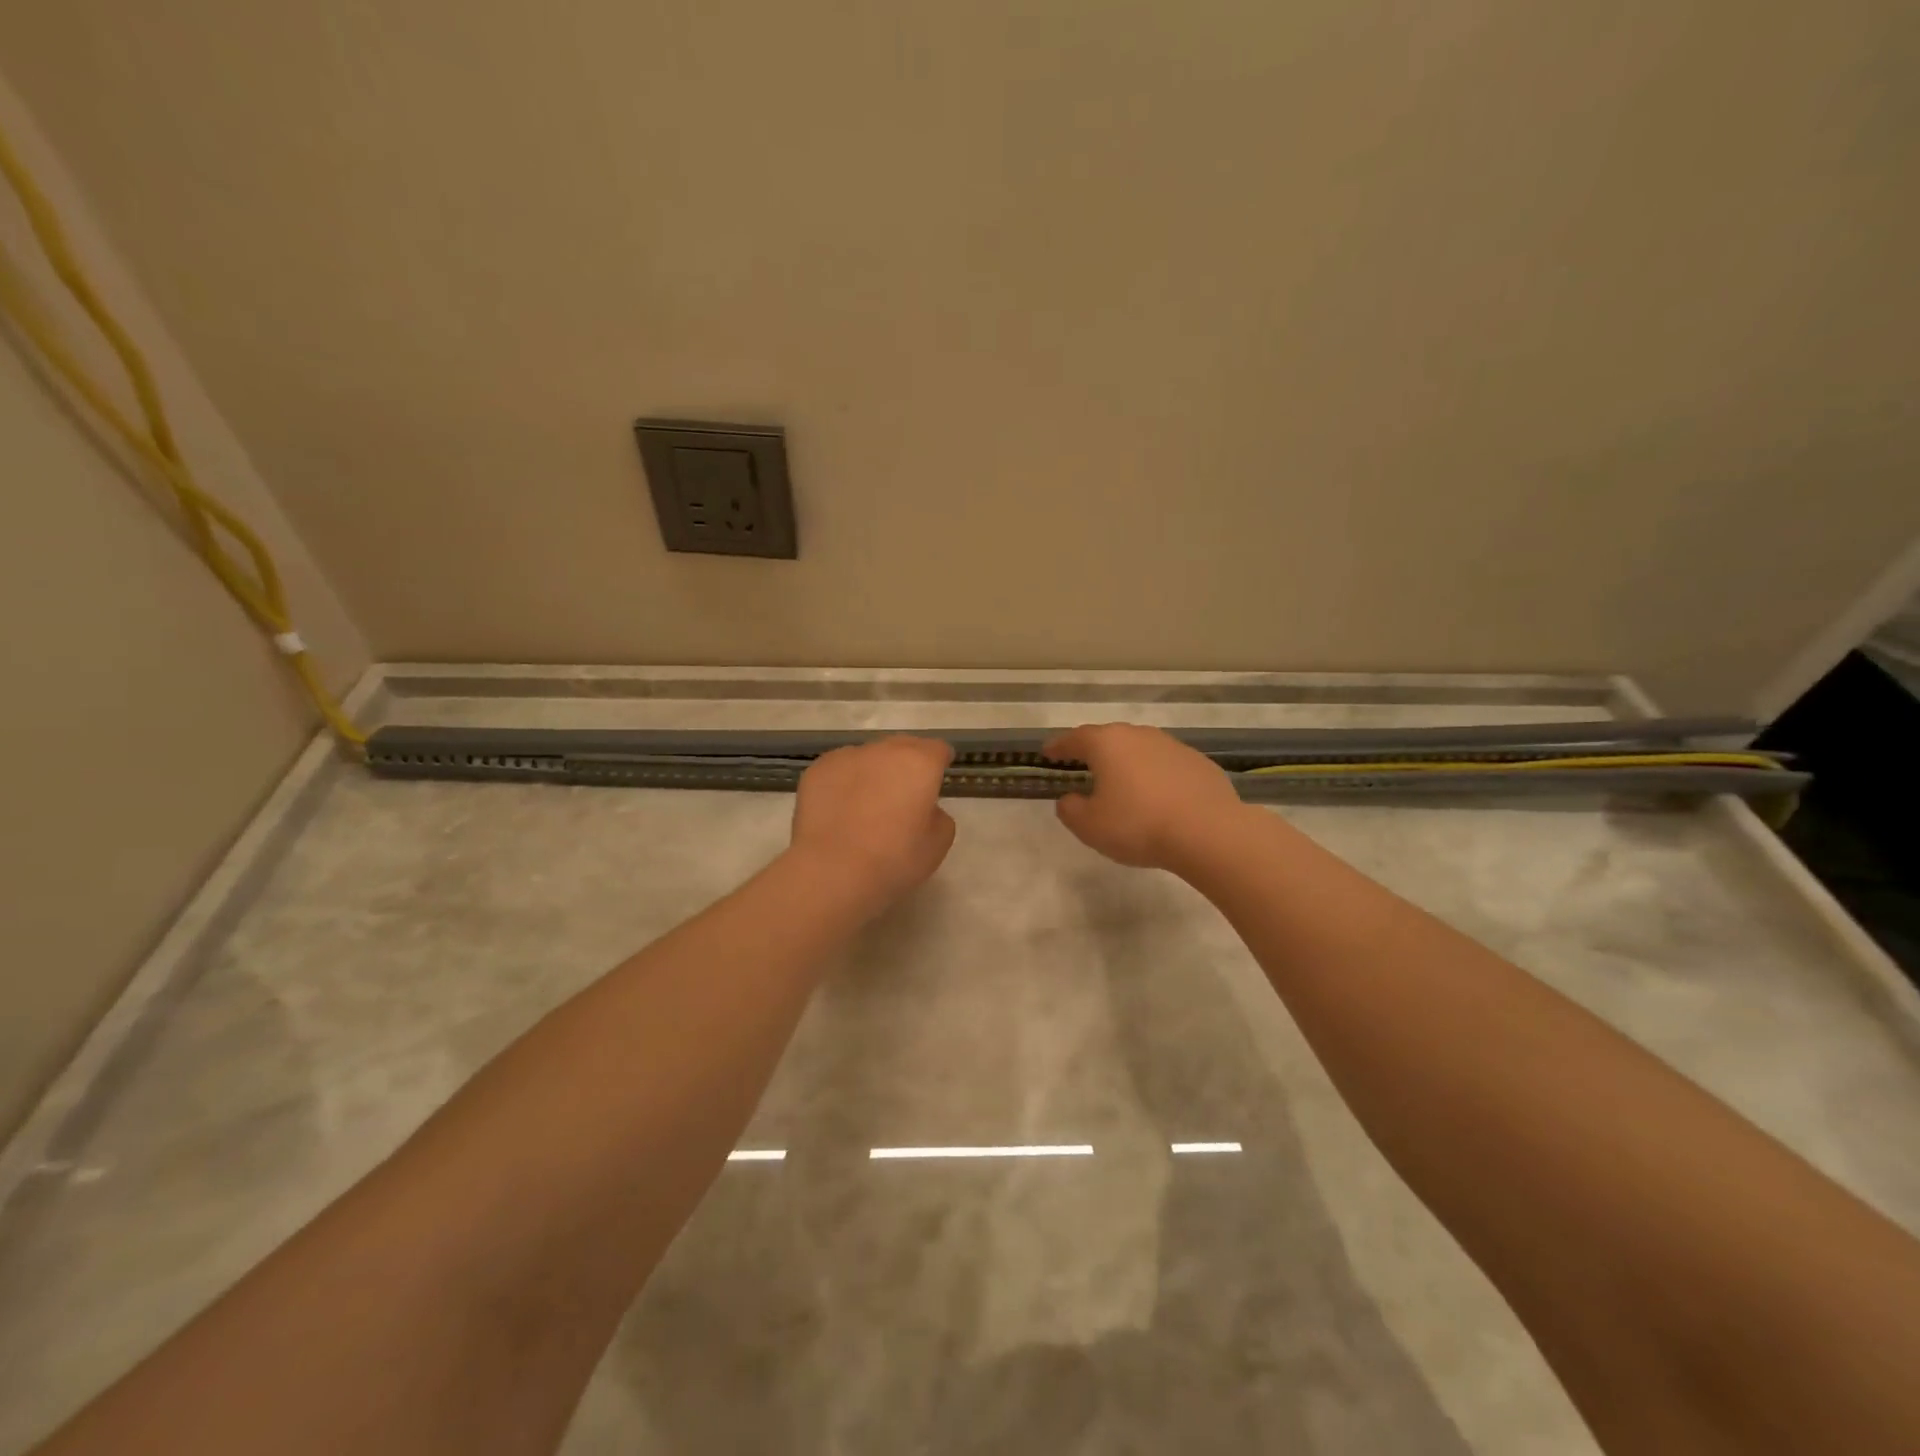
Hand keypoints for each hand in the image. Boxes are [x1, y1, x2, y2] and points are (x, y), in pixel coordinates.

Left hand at [790, 737, 956, 903]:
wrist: (832, 870)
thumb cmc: (894, 859)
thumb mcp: (938, 844)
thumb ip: (938, 816)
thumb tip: (923, 807)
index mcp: (919, 763)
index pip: (937, 749)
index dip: (939, 762)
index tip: (937, 777)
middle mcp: (884, 750)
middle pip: (903, 746)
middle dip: (907, 764)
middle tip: (904, 793)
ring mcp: (847, 756)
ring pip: (869, 757)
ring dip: (874, 772)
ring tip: (867, 803)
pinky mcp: (818, 770)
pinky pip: (840, 769)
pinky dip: (845, 782)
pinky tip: (840, 809)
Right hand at [1045, 723, 1247, 871]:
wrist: (1208, 832)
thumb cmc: (1138, 825)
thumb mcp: (1089, 826)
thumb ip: (1070, 809)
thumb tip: (1069, 799)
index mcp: (1107, 744)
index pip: (1075, 739)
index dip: (1059, 747)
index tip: (1048, 753)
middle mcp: (1139, 736)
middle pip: (1109, 739)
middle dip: (1095, 752)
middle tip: (1085, 766)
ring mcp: (1173, 746)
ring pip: (1141, 750)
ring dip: (1128, 764)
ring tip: (1123, 784)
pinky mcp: (1199, 763)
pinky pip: (1167, 766)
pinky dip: (1156, 776)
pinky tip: (1158, 798)